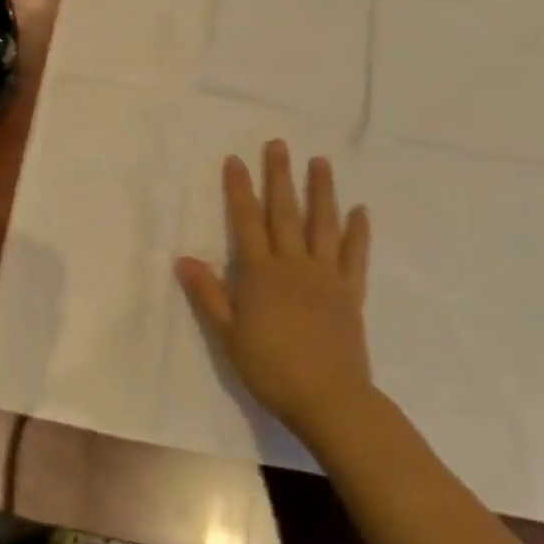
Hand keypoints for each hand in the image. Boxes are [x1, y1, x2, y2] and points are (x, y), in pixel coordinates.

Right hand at [175, 141, 372, 449]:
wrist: (329, 398)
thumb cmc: (272, 369)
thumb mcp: (229, 336)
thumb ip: (209, 295)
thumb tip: (183, 259)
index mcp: (262, 274)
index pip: (247, 222)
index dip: (239, 190)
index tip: (236, 160)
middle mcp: (295, 265)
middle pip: (285, 213)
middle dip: (280, 177)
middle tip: (279, 144)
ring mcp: (327, 277)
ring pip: (323, 225)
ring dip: (322, 191)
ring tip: (321, 162)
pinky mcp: (351, 293)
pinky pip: (356, 256)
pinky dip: (358, 232)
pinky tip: (360, 210)